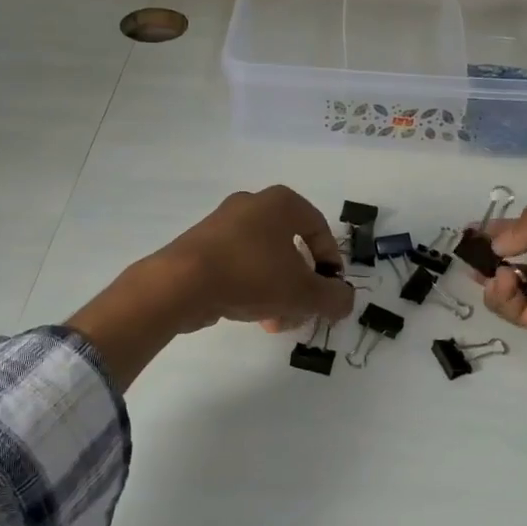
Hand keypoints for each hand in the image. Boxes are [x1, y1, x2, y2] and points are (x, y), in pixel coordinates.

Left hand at [68, 186, 354, 386]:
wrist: (181, 283)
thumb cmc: (252, 275)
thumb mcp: (303, 292)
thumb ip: (333, 298)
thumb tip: (345, 301)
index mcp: (281, 203)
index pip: (320, 229)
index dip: (331, 263)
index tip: (331, 291)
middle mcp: (253, 205)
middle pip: (292, 249)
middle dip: (302, 286)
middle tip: (303, 312)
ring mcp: (223, 224)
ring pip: (265, 261)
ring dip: (278, 293)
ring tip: (275, 323)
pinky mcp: (201, 245)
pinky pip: (239, 266)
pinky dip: (251, 288)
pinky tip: (251, 315)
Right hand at [480, 202, 526, 380]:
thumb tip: (498, 244)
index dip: (508, 225)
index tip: (477, 226)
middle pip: (522, 256)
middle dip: (493, 251)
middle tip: (467, 248)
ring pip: (516, 284)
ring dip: (494, 274)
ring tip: (482, 269)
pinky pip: (519, 309)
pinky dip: (503, 296)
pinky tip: (502, 283)